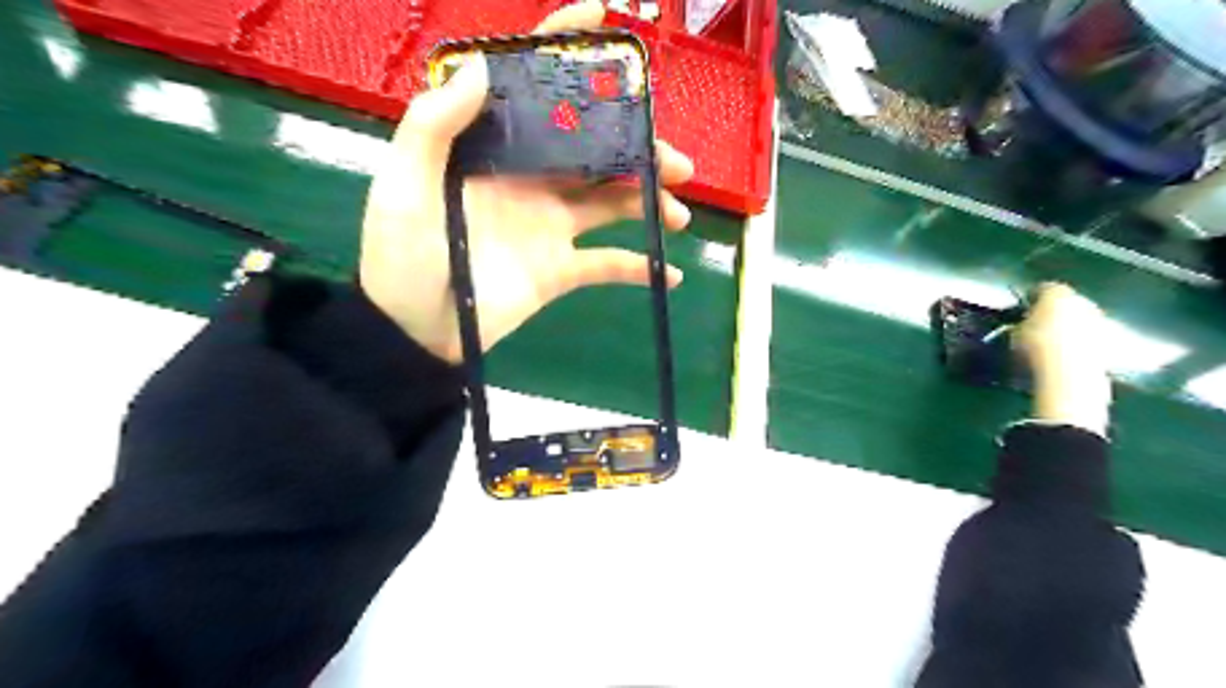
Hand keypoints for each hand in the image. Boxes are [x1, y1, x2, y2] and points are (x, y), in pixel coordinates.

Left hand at [360, 1, 692, 363]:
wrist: (417, 331)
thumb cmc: (402, 256)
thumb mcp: (403, 186)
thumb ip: (433, 126)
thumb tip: (484, 68)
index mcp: (495, 152)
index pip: (534, 90)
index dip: (566, 50)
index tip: (605, 18)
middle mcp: (531, 180)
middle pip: (594, 150)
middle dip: (637, 148)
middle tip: (674, 161)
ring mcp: (551, 226)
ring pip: (611, 202)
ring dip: (648, 202)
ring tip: (678, 214)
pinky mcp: (561, 270)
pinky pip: (608, 265)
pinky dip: (640, 268)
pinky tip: (672, 273)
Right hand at [1017, 283, 1111, 432]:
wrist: (1069, 373)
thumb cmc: (1035, 346)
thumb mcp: (1015, 334)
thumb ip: (1020, 324)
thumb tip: (1020, 326)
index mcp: (1057, 293)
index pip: (1043, 288)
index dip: (1031, 297)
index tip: (1023, 307)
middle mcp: (1082, 300)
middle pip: (1067, 302)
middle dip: (1054, 311)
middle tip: (1038, 323)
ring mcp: (1099, 320)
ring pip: (1080, 318)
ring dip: (1068, 326)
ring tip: (1051, 341)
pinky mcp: (1109, 341)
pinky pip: (1088, 336)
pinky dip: (1078, 342)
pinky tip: (1064, 354)